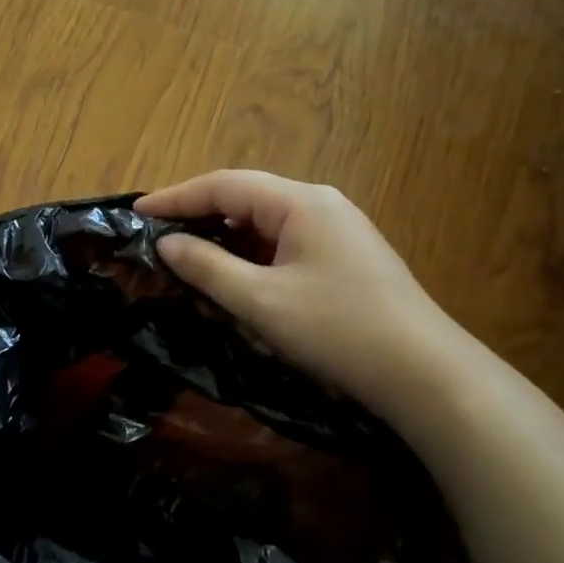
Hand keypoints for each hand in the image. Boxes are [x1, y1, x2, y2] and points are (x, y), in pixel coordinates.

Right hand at [137, 171, 458, 422]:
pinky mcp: (344, 261)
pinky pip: (283, 249)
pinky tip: (234, 287)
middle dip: (199, 220)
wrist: (426, 377)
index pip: (225, 185)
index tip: (137, 213)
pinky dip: (252, 263)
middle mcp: (320, 205)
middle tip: (157, 241)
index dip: (176, 197)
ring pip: (264, 228)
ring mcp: (336, 233)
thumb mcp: (261, 301)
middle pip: (245, 201)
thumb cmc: (338, 330)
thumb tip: (167, 244)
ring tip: (187, 265)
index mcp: (301, 202)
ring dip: (225, 246)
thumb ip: (207, 267)